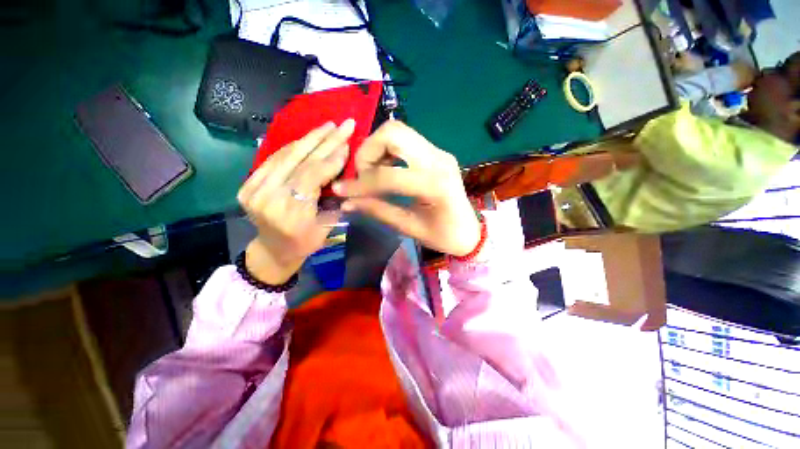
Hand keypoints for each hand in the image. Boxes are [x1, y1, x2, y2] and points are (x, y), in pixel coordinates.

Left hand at [237, 120, 354, 283]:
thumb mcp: (327, 226)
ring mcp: (254, 190)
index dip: (332, 158)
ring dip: (310, 138)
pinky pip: (273, 159)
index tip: (348, 143)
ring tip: (329, 126)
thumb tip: (344, 169)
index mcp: (291, 215)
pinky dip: (293, 147)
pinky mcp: (248, 184)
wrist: (272, 250)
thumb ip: (335, 199)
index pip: (312, 177)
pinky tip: (308, 137)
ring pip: (286, 156)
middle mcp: (268, 199)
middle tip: (344, 124)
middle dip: (325, 140)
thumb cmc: (305, 243)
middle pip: (300, 162)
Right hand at [334, 121, 480, 256]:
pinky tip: (385, 169)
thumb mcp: (410, 228)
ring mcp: (439, 152)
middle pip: (393, 133)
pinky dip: (388, 150)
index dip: (360, 184)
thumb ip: (378, 210)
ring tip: (372, 173)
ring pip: (398, 131)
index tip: (341, 190)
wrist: (470, 230)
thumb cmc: (444, 235)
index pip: (387, 176)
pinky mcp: (437, 152)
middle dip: (367, 151)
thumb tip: (346, 201)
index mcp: (434, 185)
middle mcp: (438, 159)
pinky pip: (406, 140)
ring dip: (377, 148)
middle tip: (362, 175)